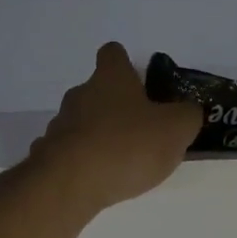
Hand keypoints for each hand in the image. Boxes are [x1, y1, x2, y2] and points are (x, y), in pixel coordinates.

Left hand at [28, 44, 202, 213]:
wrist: (71, 183)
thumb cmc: (128, 145)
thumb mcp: (176, 129)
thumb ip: (187, 116)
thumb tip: (188, 111)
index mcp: (110, 78)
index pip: (113, 54)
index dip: (125, 63)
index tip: (139, 81)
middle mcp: (80, 94)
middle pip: (98, 91)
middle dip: (117, 107)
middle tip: (140, 130)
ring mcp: (60, 125)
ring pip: (83, 122)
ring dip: (100, 135)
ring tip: (121, 161)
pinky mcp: (48, 155)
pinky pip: (70, 152)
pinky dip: (83, 160)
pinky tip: (96, 178)